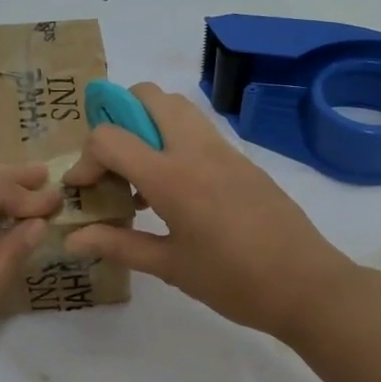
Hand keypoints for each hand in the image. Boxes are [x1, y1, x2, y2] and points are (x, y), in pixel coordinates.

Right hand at [62, 83, 359, 342]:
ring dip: (148, 123)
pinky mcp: (242, 158)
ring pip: (176, 106)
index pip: (110, 137)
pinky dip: (174, 138)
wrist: (308, 285)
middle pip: (148, 95)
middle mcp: (196, 149)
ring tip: (141, 173)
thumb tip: (71, 238)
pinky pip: (198, 128)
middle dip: (117, 116)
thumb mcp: (170, 267)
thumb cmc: (234, 282)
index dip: (85, 159)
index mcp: (172, 177)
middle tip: (112, 162)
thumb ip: (118, 244)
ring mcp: (223, 149)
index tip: (83, 189)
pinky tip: (175, 188)